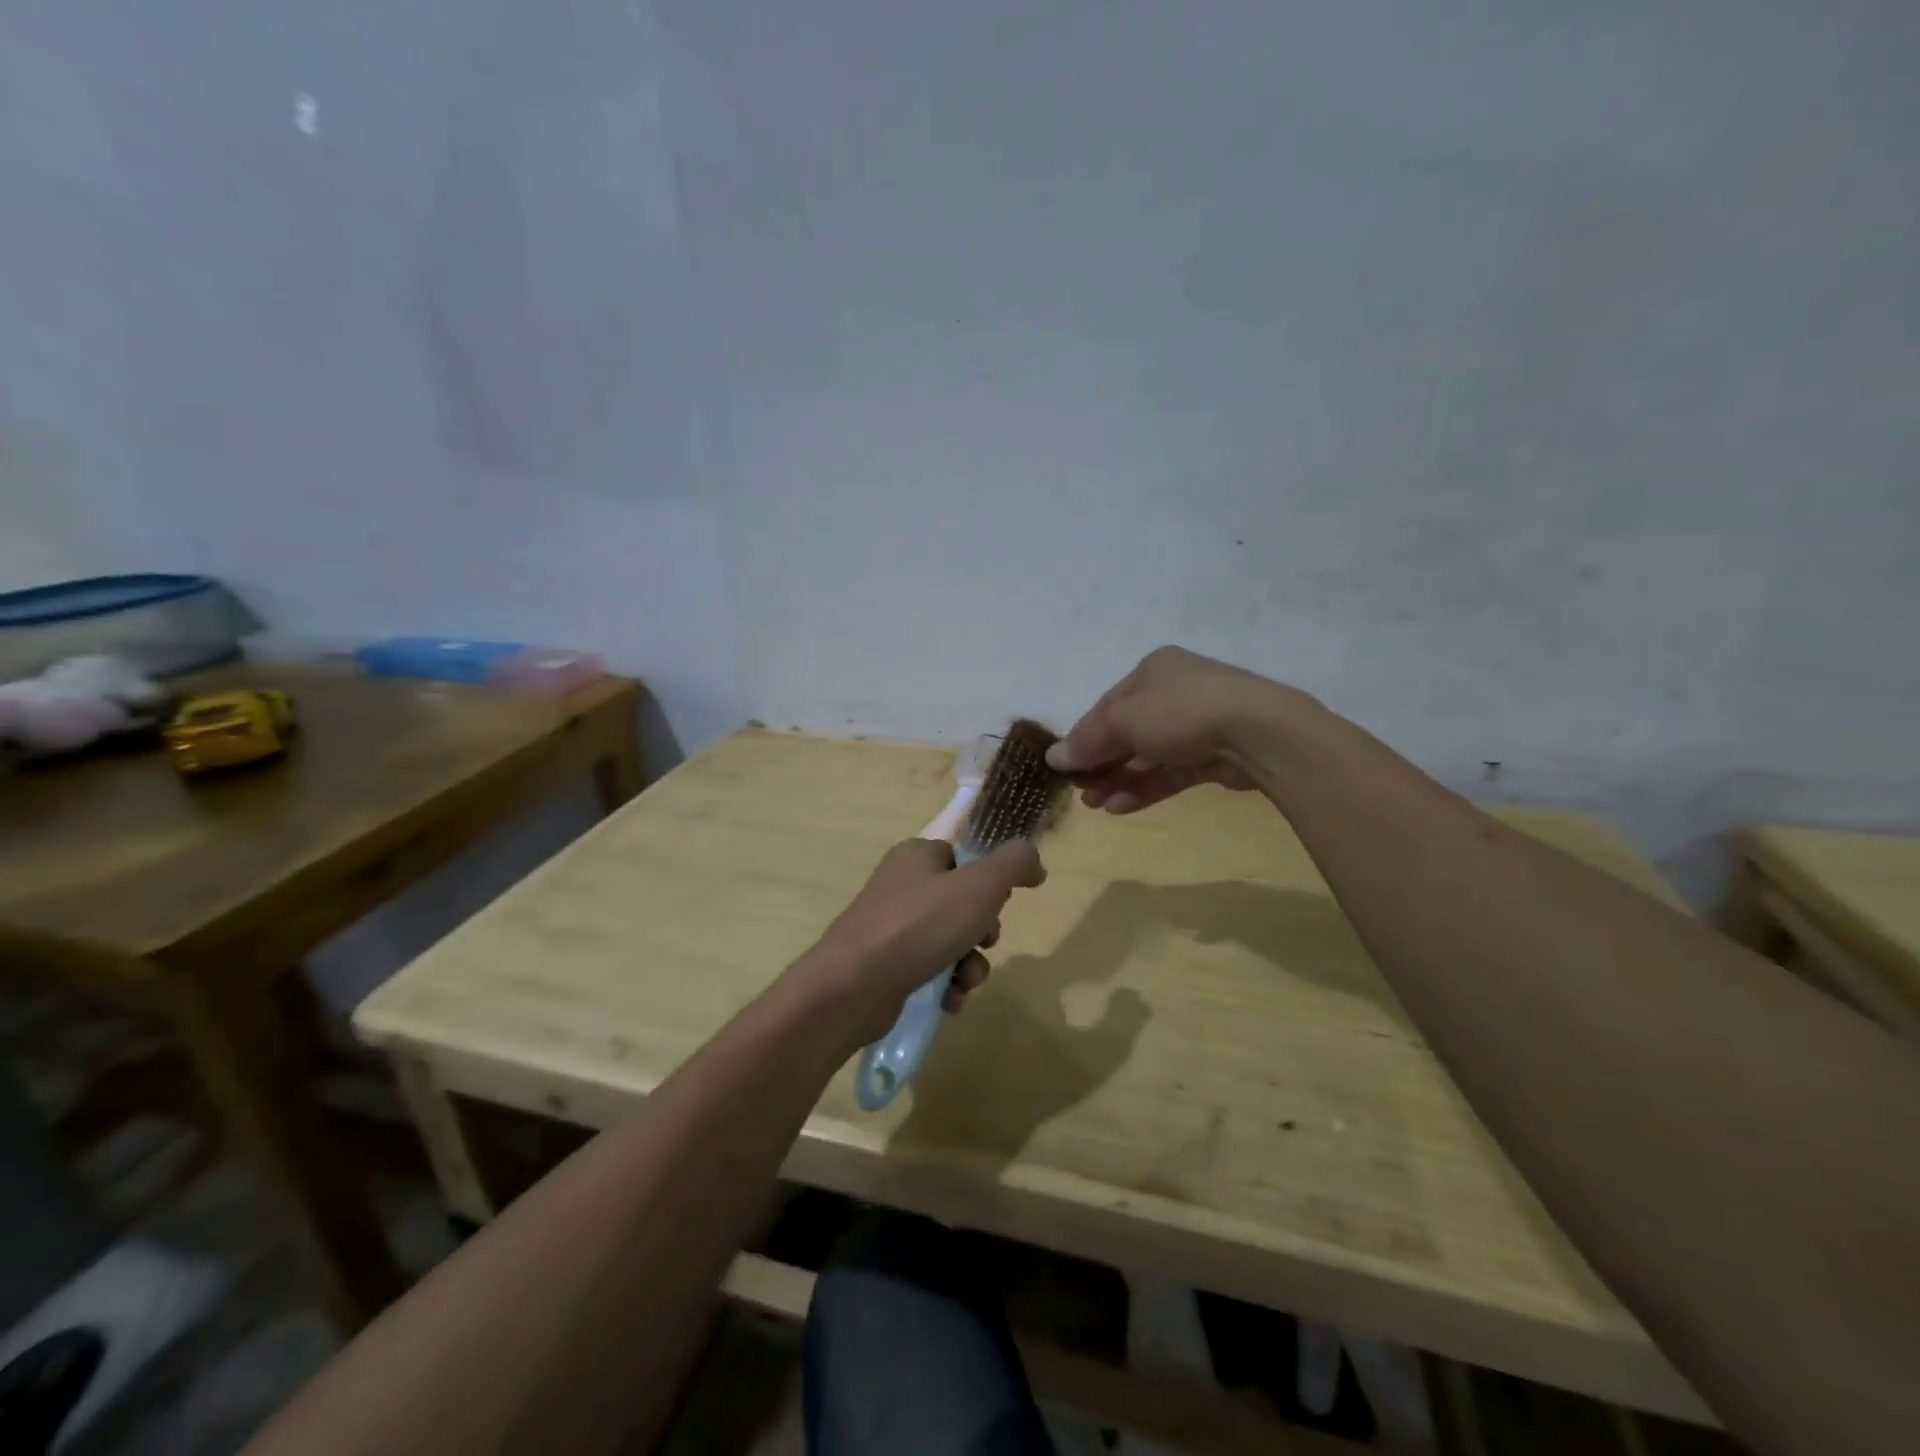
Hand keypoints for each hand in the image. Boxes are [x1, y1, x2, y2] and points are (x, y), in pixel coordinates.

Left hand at [797, 838, 1045, 1045]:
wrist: (852, 987)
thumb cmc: (919, 927)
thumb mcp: (980, 887)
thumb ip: (1013, 865)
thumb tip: (1034, 860)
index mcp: (917, 856)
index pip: (964, 860)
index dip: (989, 884)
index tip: (998, 906)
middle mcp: (901, 885)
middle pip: (961, 903)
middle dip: (982, 932)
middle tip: (983, 944)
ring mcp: (889, 926)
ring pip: (950, 940)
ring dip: (969, 964)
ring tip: (965, 982)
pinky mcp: (883, 964)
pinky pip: (929, 968)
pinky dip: (945, 984)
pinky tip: (948, 1000)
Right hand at [1048, 646, 1295, 813]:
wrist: (1256, 732)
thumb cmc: (1179, 711)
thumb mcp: (1122, 721)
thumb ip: (1087, 740)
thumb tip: (1053, 757)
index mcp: (1153, 670)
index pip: (1108, 705)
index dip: (1083, 735)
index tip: (1064, 765)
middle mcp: (1175, 692)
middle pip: (1127, 730)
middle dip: (1101, 762)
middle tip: (1079, 791)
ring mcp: (1198, 724)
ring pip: (1149, 754)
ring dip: (1119, 779)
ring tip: (1094, 805)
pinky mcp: (1214, 755)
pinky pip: (1171, 771)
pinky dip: (1145, 787)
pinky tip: (1120, 807)